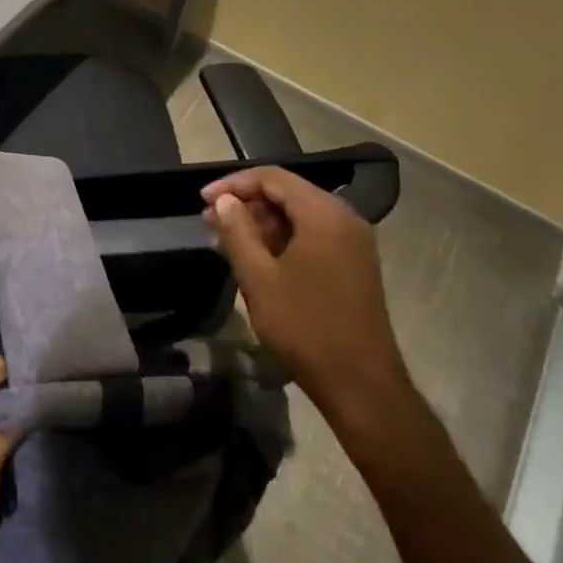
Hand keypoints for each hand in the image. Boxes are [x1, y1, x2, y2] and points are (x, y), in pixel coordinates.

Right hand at [200, 167, 413, 431]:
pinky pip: (312, 235)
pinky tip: (255, 258)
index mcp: (323, 213)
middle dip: (246, 203)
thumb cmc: (305, 327)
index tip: (201, 200)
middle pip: (287, 193)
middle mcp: (344, 218)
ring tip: (226, 240)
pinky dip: (282, 239)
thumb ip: (237, 231)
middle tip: (209, 222)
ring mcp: (353, 242)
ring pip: (298, 215)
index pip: (272, 178)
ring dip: (261, 223)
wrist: (361, 385)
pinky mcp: (354, 264)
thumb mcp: (259, 278)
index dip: (233, 184)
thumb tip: (223, 200)